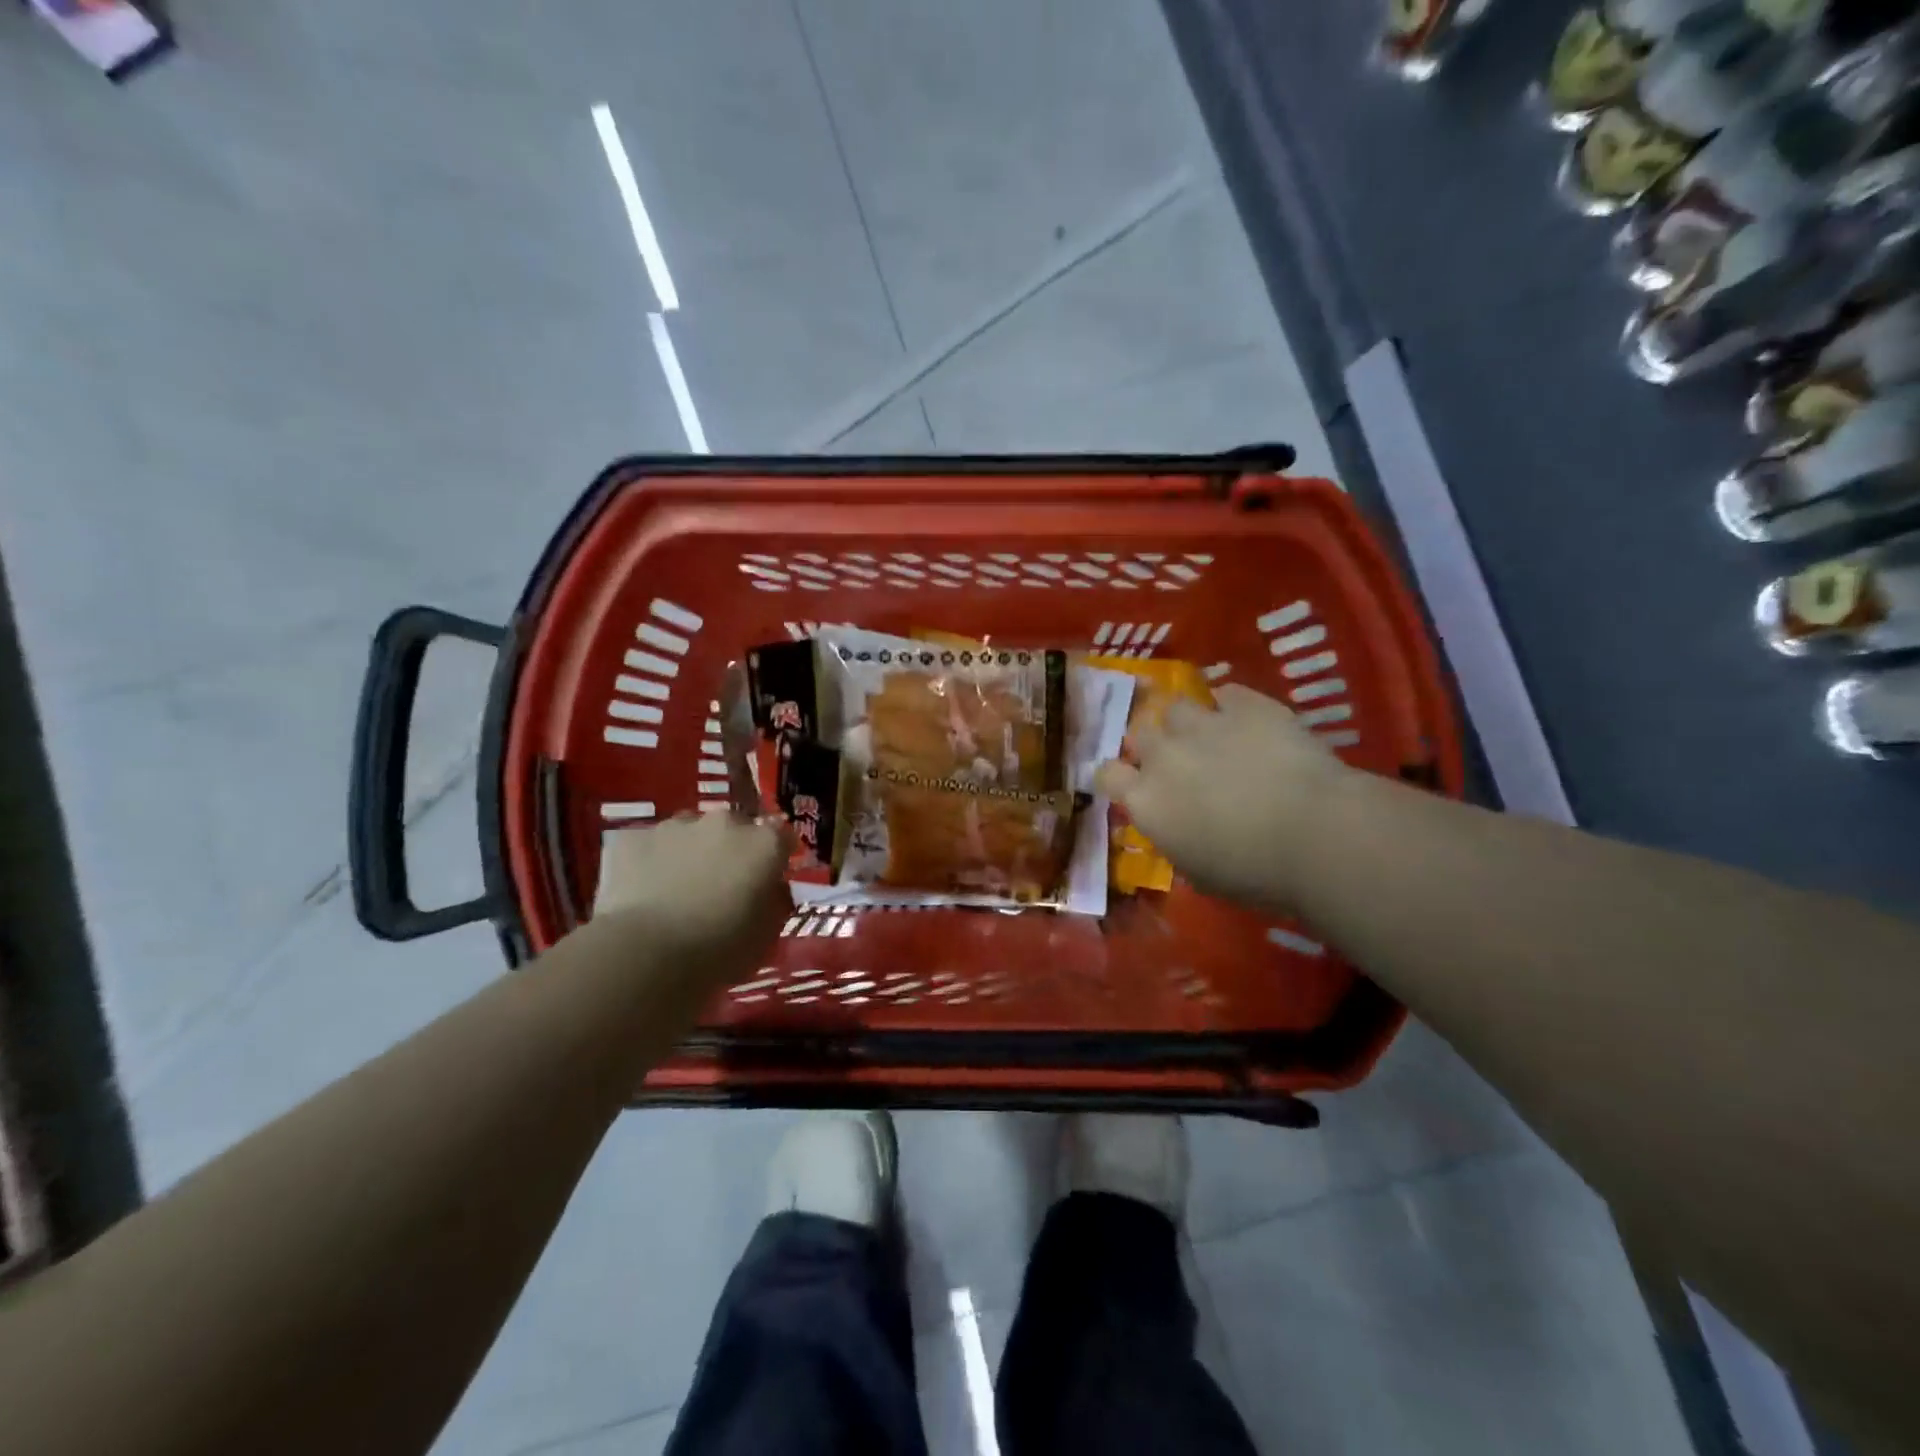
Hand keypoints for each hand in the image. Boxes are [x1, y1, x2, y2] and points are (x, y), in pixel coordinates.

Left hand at [593, 813, 792, 983]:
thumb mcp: (767, 936)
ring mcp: (675, 826)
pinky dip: (650, 862)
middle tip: (720, 884)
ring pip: (689, 832)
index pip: (782, 836)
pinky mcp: (632, 838)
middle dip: (731, 849)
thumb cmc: (719, 951)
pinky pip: (648, 845)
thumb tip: (772, 888)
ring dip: (691, 851)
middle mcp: (724, 822)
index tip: (769, 877)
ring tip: (678, 889)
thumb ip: (775, 901)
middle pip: (734, 828)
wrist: (644, 956)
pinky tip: (643, 892)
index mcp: (764, 844)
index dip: (776, 856)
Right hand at [1095, 684, 1353, 912]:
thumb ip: (1174, 838)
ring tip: (1212, 735)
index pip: (1106, 774)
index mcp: (1146, 800)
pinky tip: (1250, 722)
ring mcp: (1204, 724)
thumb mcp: (1197, 871)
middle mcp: (1164, 755)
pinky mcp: (1247, 704)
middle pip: (1138, 732)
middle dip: (1152, 744)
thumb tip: (1176, 827)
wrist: (1317, 834)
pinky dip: (1233, 706)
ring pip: (1177, 707)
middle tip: (1177, 761)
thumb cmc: (1254, 873)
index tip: (1132, 784)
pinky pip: (1227, 693)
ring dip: (1188, 722)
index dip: (1117, 776)